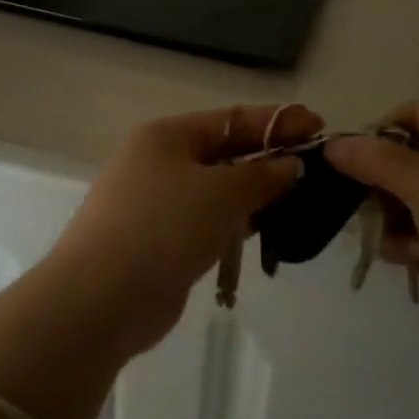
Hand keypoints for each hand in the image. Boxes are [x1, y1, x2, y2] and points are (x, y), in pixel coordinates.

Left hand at [47, 104, 319, 356]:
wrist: (101, 299)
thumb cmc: (162, 227)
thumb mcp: (220, 193)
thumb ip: (261, 175)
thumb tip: (290, 164)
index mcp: (166, 136)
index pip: (230, 119)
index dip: (275, 122)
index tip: (317, 125)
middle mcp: (158, 162)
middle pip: (224, 153)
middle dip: (267, 158)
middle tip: (315, 166)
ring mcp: (157, 204)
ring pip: (217, 191)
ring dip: (255, 194)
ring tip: (301, 199)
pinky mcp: (161, 242)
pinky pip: (207, 222)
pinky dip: (235, 224)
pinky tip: (266, 231)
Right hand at [324, 102, 418, 346]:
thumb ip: (378, 161)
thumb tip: (332, 144)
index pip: (414, 116)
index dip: (382, 127)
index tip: (356, 153)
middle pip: (397, 160)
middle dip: (374, 178)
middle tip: (355, 196)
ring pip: (393, 202)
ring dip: (384, 216)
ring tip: (393, 234)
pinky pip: (401, 238)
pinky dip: (398, 246)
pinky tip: (410, 259)